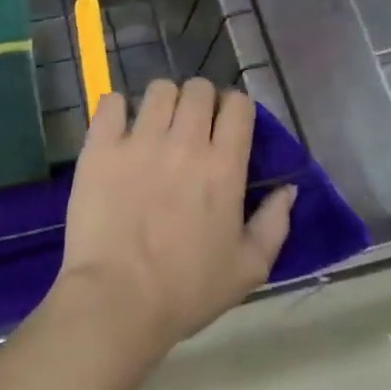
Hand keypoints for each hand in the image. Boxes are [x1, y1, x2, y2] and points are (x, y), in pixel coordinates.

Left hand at [56, 80, 294, 357]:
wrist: (117, 301)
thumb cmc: (187, 291)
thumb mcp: (248, 269)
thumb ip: (275, 224)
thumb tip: (289, 189)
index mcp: (224, 166)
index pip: (238, 104)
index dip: (235, 109)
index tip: (227, 126)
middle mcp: (184, 142)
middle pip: (198, 88)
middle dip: (200, 101)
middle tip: (192, 127)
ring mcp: (139, 140)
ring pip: (158, 89)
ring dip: (163, 102)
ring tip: (156, 127)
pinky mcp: (101, 146)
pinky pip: (111, 101)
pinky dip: (117, 109)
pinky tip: (119, 129)